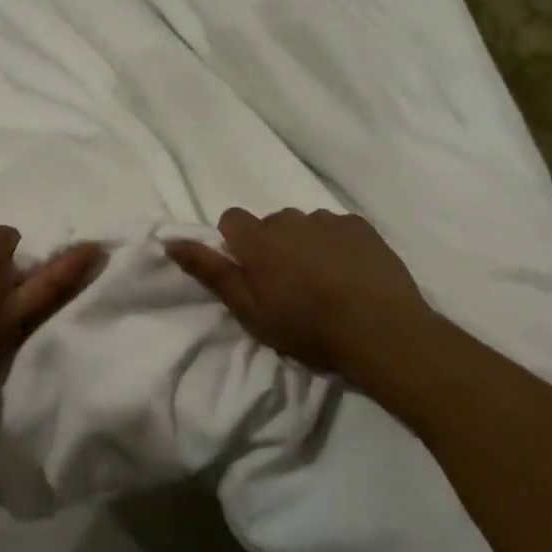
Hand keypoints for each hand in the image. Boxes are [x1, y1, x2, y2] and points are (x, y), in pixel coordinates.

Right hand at [167, 208, 434, 380]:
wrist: (382, 332)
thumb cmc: (308, 328)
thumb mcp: (250, 311)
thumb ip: (210, 272)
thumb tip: (169, 241)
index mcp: (257, 239)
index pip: (231, 219)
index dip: (237, 245)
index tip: (252, 274)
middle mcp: (289, 219)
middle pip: (269, 223)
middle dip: (273, 246)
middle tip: (290, 285)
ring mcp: (327, 219)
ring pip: (304, 225)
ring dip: (305, 244)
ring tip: (324, 281)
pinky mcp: (360, 225)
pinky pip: (337, 227)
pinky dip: (337, 244)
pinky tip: (350, 273)